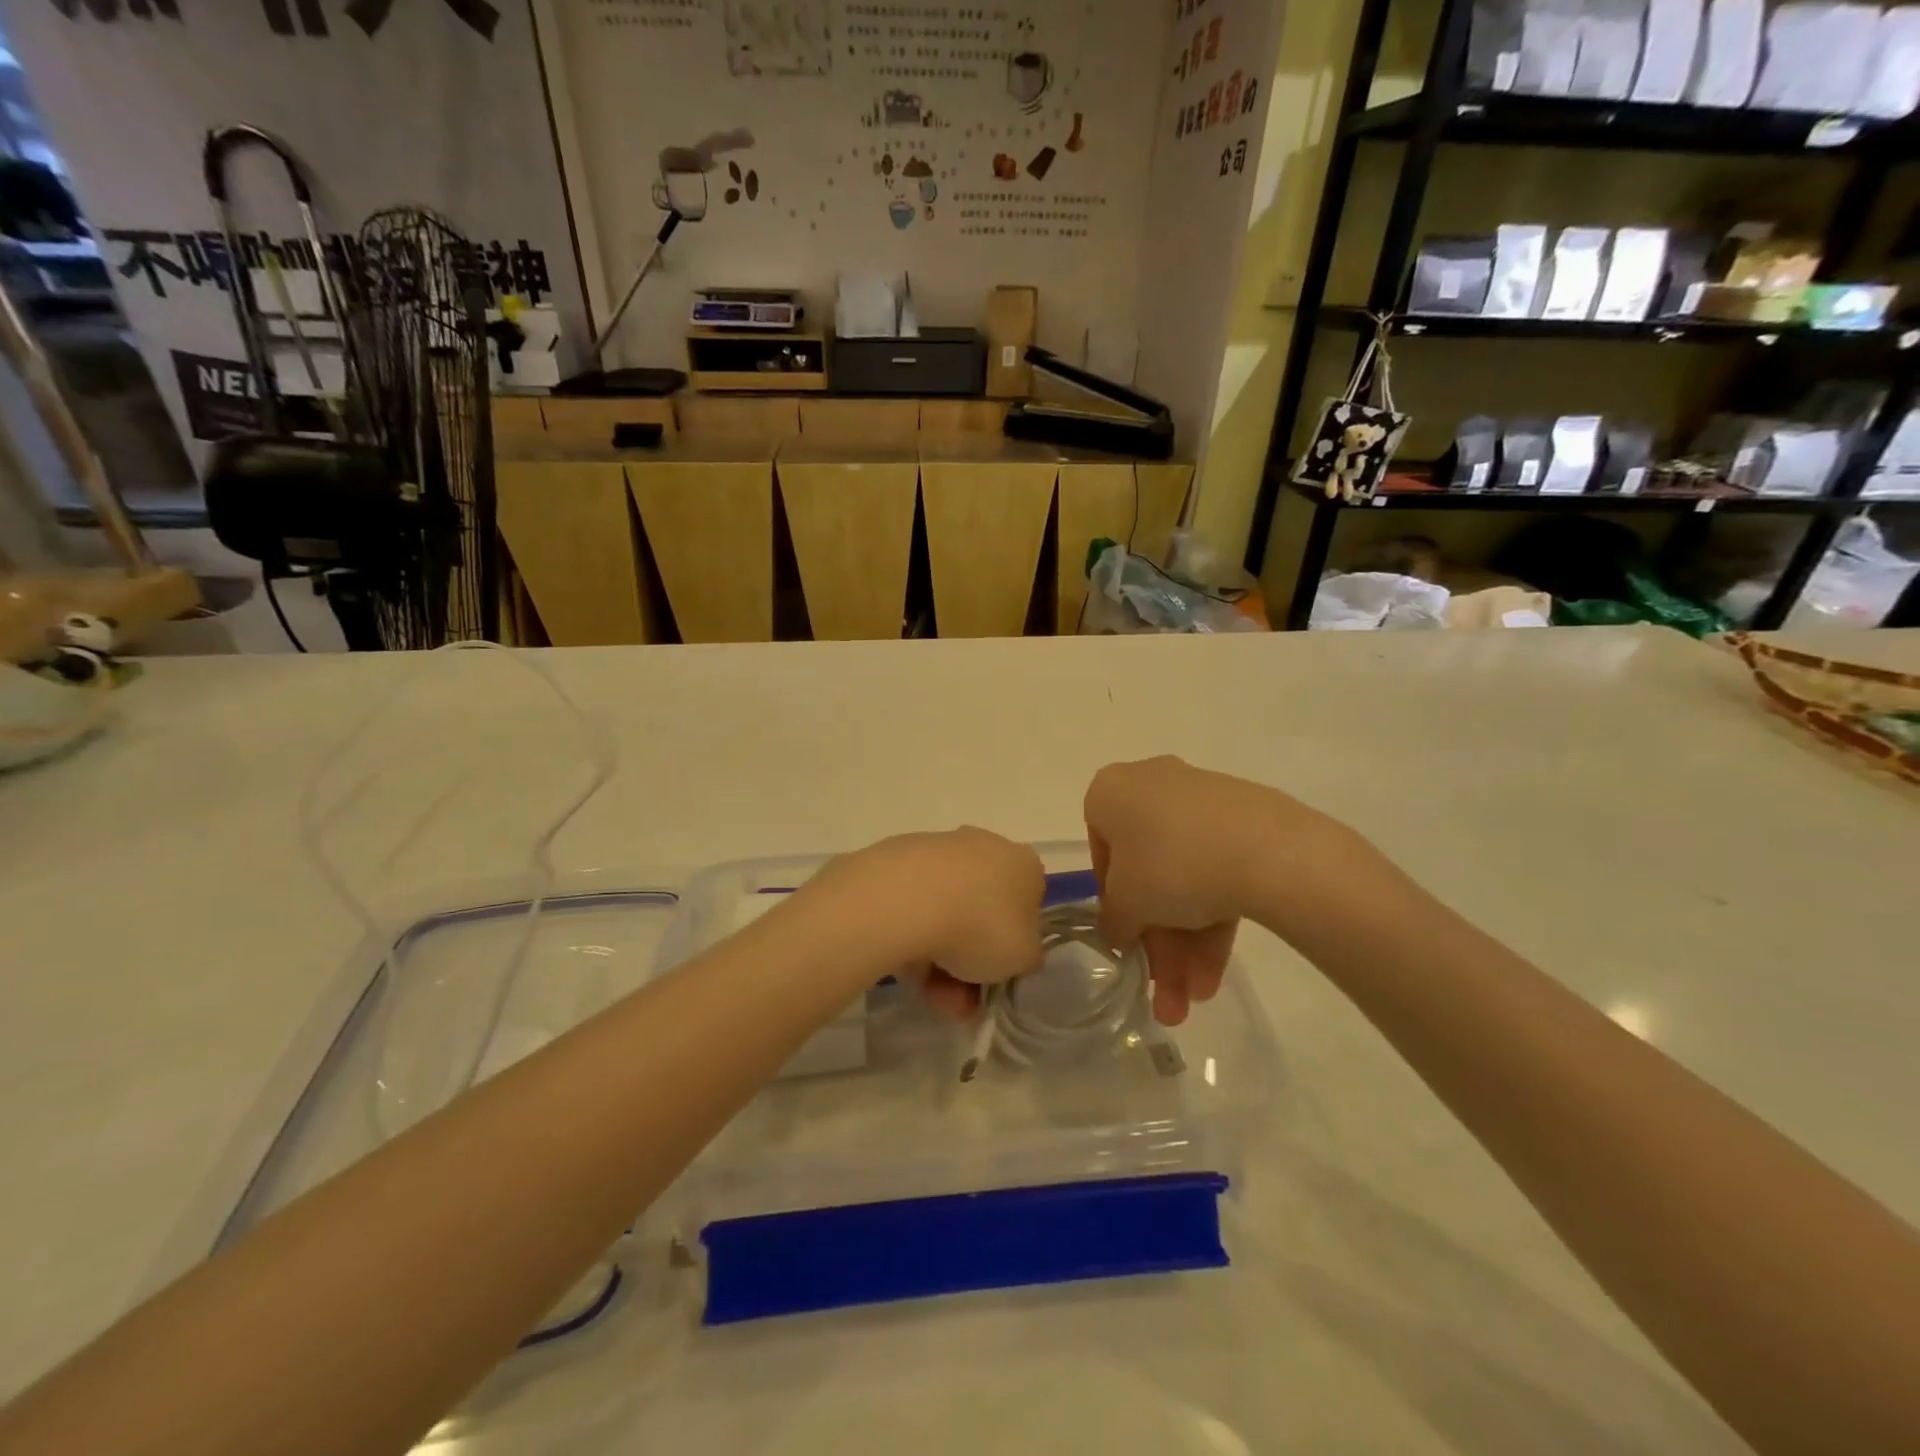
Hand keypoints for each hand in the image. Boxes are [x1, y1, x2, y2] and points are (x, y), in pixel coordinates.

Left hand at [806, 828, 1045, 1015]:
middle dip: (969, 962)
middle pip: (981, 914)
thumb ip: (1024, 956)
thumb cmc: (983, 926)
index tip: (995, 977)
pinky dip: (912, 938)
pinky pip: (914, 907)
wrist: (908, 899)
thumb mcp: (1024, 958)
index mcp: (1023, 864)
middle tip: (956, 1000)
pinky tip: (903, 965)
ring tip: (927, 994)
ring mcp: (940, 850)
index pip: (1026, 906)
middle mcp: (984, 847)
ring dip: (939, 960)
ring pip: (946, 914)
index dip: (1012, 947)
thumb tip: (1015, 952)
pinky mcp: (898, 859)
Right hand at [1084, 756, 1347, 1023]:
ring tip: (1198, 998)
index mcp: (1112, 791)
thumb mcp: (1126, 903)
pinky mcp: (1246, 818)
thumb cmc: (1170, 865)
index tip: (1129, 939)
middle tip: (1165, 994)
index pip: (1102, 851)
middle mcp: (1154, 785)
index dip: (1114, 903)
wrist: (1268, 850)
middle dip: (1159, 942)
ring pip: (1185, 877)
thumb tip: (1118, 929)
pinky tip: (1217, 970)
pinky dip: (1214, 916)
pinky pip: (1218, 868)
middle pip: (1149, 873)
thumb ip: (1114, 919)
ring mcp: (1204, 800)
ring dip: (1187, 943)